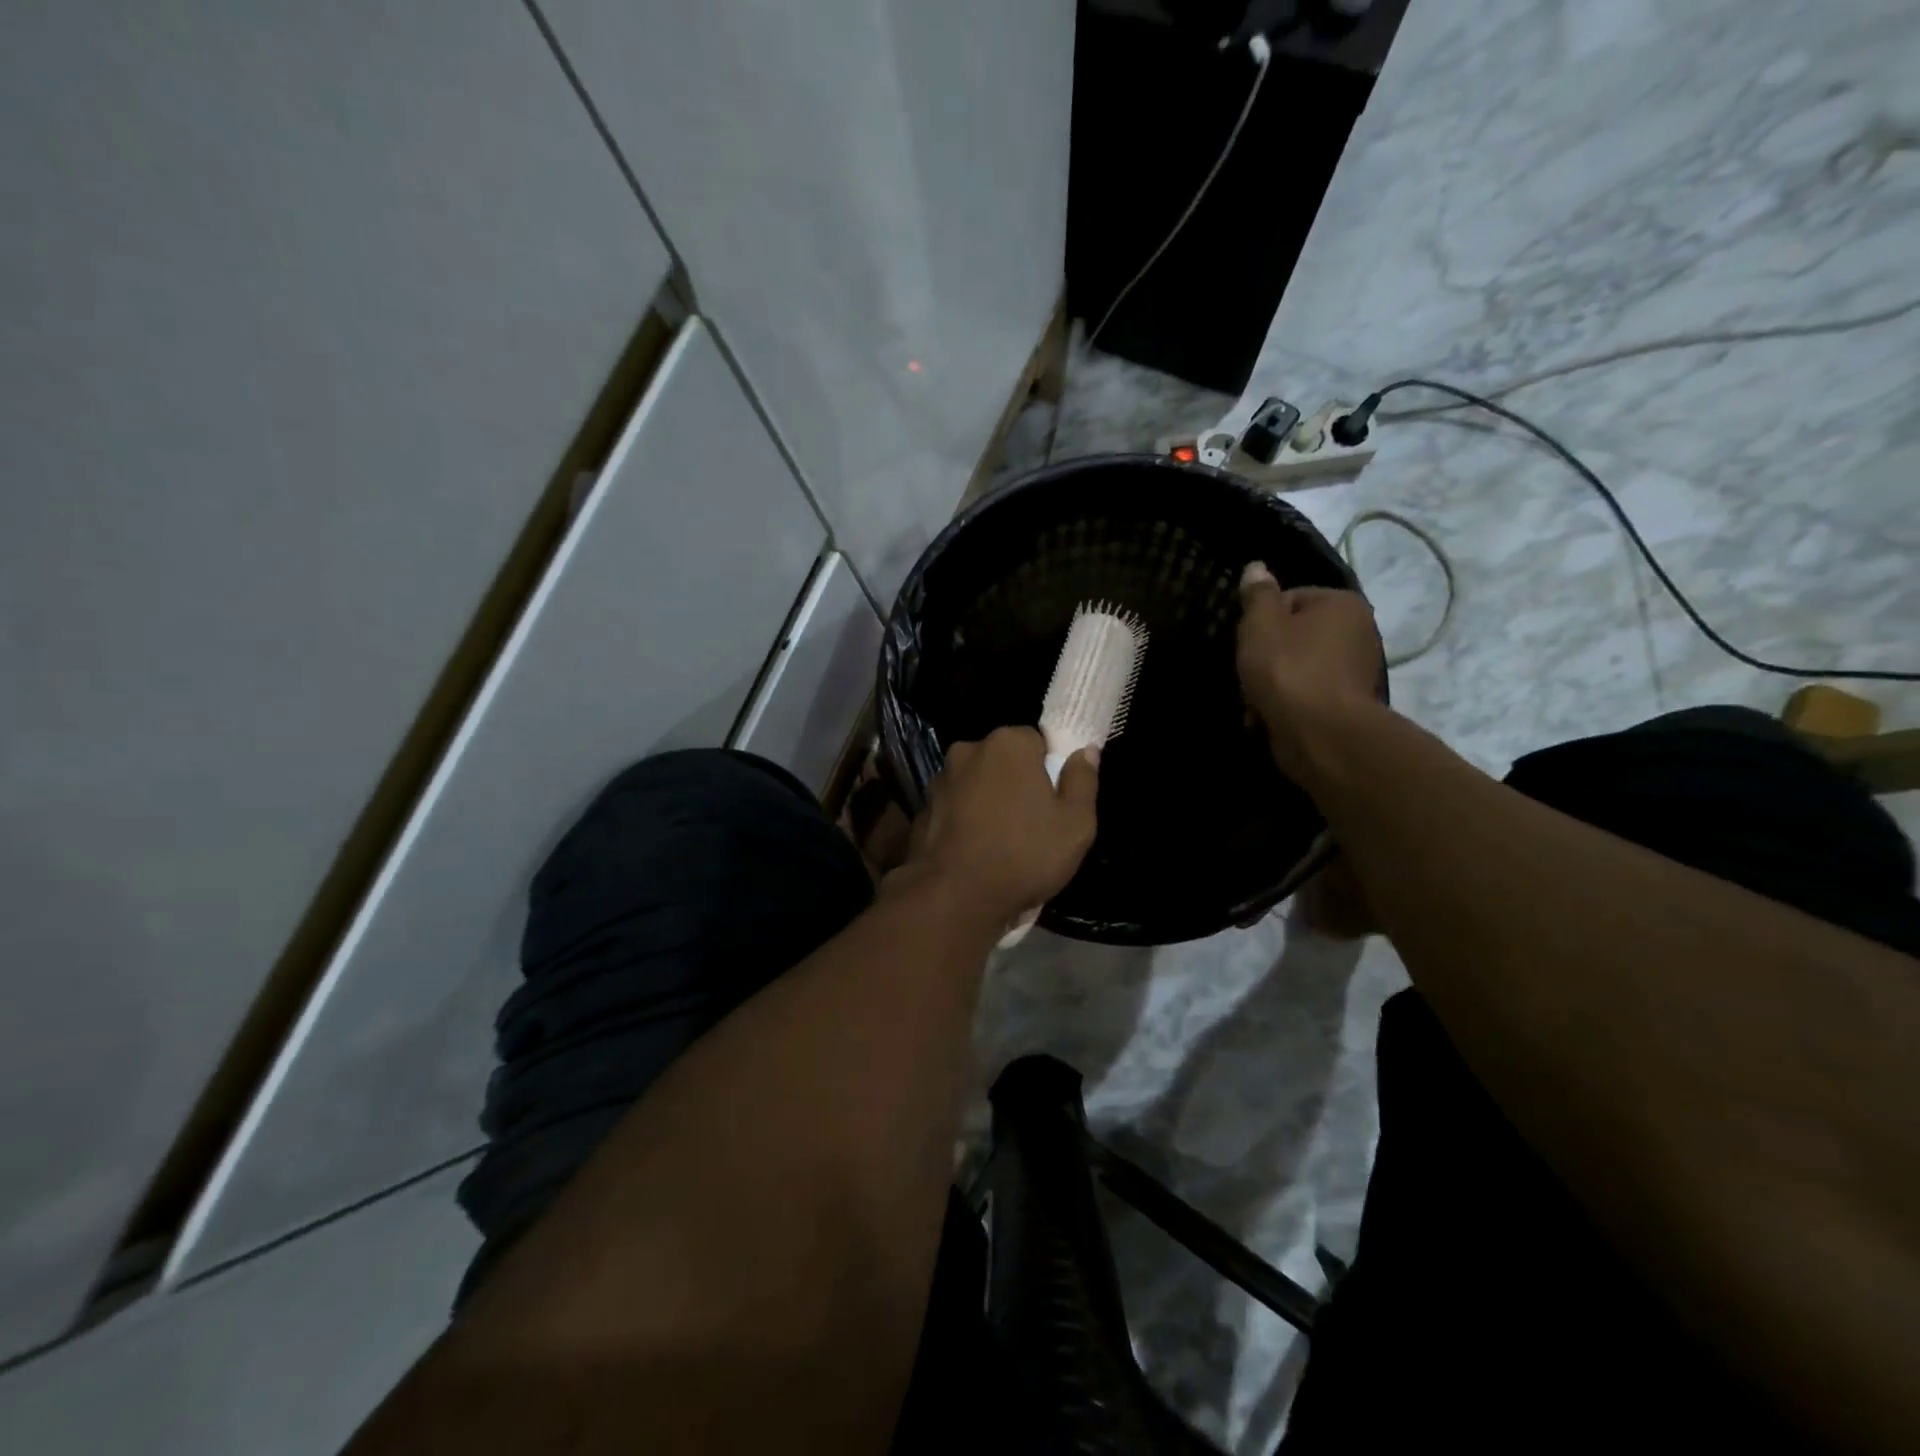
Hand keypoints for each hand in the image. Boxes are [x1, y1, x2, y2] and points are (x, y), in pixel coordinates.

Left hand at [895, 726, 1098, 928]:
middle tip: (1032, 825)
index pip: (1036, 742)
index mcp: (1008, 743)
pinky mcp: (921, 809)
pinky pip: (954, 808)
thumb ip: (1083, 781)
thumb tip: (1086, 751)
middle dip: (1017, 783)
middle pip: (1003, 760)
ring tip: (1001, 843)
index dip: (1049, 771)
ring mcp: (940, 780)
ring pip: (976, 784)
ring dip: (988, 802)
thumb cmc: (1024, 855)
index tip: (1053, 803)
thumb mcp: (1076, 824)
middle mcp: (968, 750)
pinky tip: (974, 852)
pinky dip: (965, 821)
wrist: (954, 897)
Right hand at [1237, 563, 1383, 775]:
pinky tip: (1266, 719)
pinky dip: (1286, 704)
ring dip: (1271, 684)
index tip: (1248, 644)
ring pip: (1297, 668)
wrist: (1319, 732)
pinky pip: (1307, 695)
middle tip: (1248, 675)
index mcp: (1342, 604)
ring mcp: (1356, 671)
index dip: (1262, 622)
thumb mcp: (1261, 625)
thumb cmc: (1287, 669)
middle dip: (1266, 657)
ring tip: (1254, 703)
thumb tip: (1256, 567)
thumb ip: (1257, 595)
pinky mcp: (1347, 704)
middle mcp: (1358, 632)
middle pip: (1294, 636)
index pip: (1291, 599)